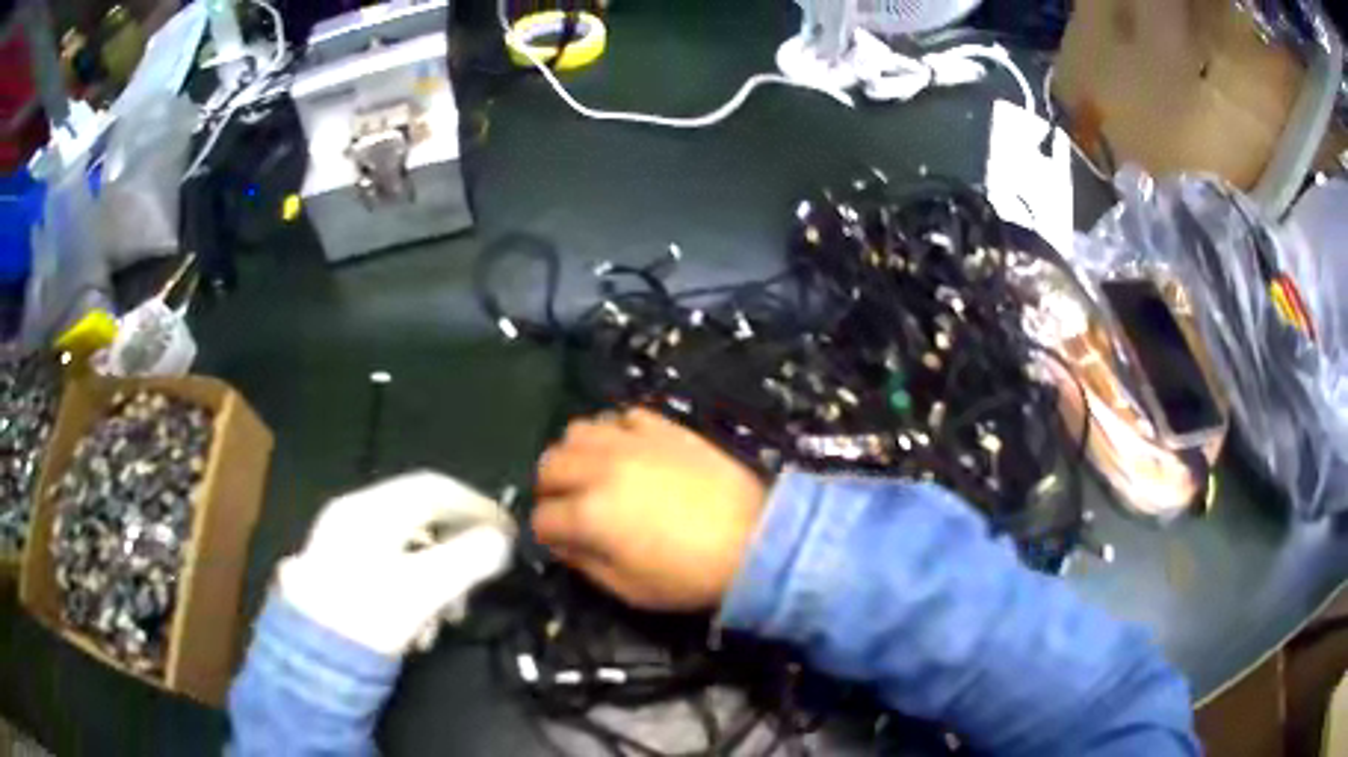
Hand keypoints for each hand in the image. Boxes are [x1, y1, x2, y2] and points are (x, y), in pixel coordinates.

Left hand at [279, 471, 515, 655]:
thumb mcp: (423, 589)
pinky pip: (390, 568)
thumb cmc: (366, 616)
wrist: (310, 659)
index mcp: (370, 509)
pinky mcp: (341, 573)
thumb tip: (503, 540)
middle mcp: (354, 515)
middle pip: (422, 518)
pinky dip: (416, 589)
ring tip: (451, 616)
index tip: (508, 533)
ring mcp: (344, 543)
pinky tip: (421, 626)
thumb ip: (468, 559)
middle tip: (482, 581)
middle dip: (458, 551)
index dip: (477, 506)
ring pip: (408, 547)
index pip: (434, 488)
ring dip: (439, 577)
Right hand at [532, 408, 766, 610]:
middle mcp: (600, 469)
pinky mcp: (663, 428)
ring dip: (576, 454)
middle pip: (549, 465)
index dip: (547, 533)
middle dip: (551, 489)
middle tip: (570, 505)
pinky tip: (629, 453)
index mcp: (589, 515)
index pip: (542, 517)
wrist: (755, 540)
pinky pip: (623, 417)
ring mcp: (632, 443)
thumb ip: (585, 564)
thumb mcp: (629, 589)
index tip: (562, 541)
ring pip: (578, 430)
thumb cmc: (690, 576)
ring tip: (594, 473)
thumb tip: (563, 543)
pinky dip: (616, 433)